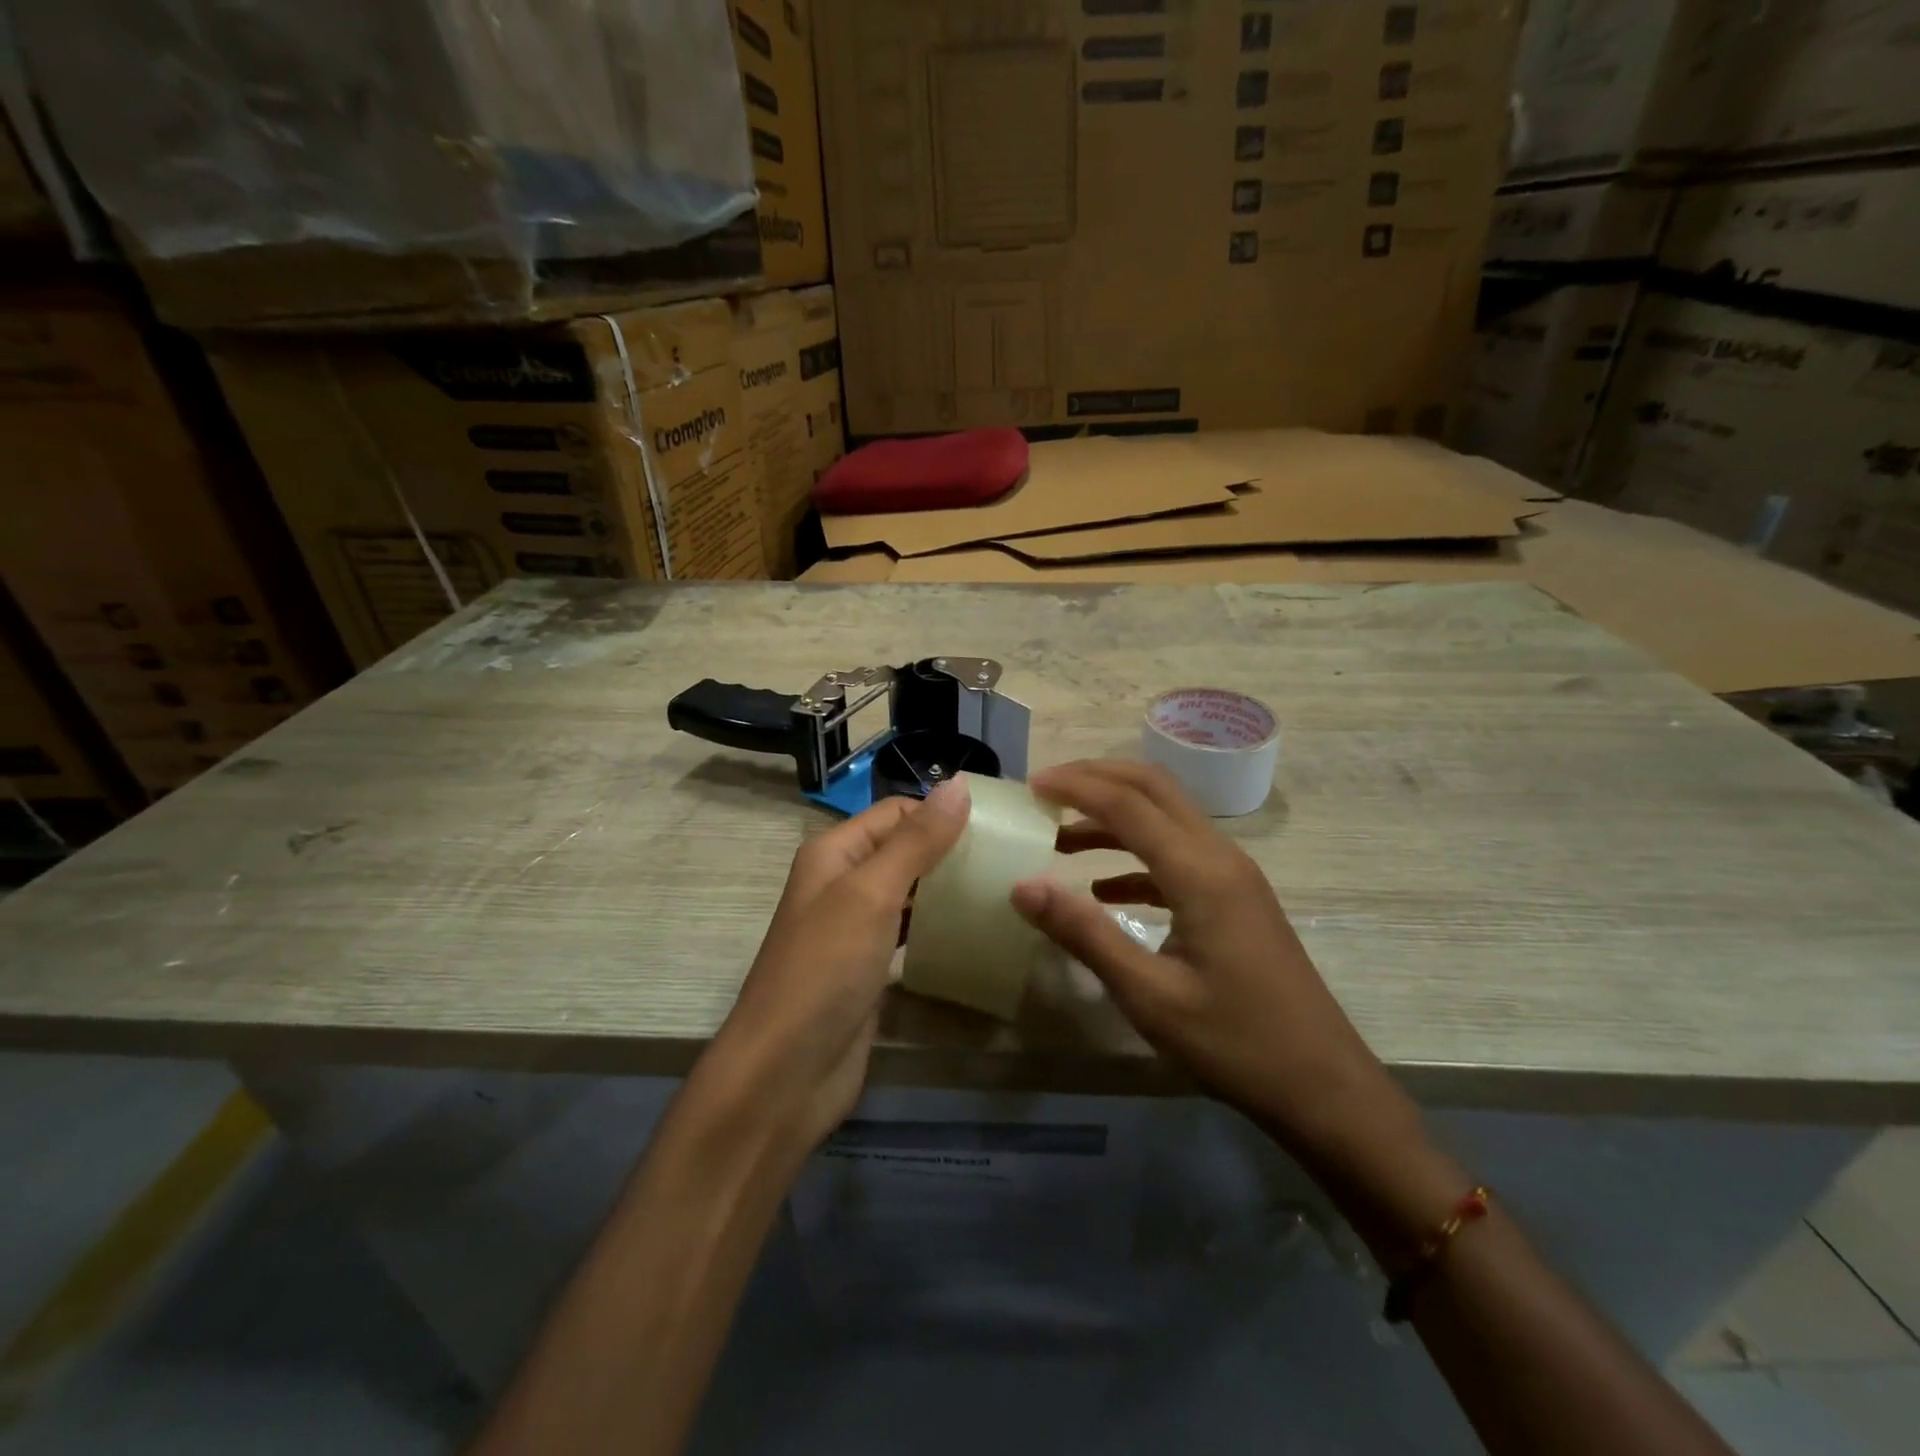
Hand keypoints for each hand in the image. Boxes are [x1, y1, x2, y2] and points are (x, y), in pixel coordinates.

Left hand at [702, 779, 970, 1159]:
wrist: (785, 1073)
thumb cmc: (825, 968)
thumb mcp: (871, 893)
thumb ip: (917, 840)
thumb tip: (959, 784)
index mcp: (834, 852)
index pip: (897, 813)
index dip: (942, 812)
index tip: (1000, 825)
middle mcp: (842, 882)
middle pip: (904, 849)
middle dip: (951, 849)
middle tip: (1010, 857)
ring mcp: (855, 928)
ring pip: (910, 891)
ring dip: (947, 887)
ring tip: (1003, 887)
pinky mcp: (869, 967)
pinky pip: (909, 932)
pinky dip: (937, 926)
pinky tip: (974, 930)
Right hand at [1010, 760, 1407, 1155]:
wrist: (1323, 1086)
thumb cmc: (1235, 1043)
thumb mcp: (1149, 995)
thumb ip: (1084, 933)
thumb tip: (1022, 886)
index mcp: (1200, 872)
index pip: (1127, 804)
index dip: (1075, 787)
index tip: (1030, 786)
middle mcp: (1220, 856)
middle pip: (1153, 788)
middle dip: (1097, 778)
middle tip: (1045, 791)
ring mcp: (1233, 876)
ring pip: (1167, 817)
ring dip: (1114, 817)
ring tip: (1061, 840)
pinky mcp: (1235, 899)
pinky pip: (1178, 855)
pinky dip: (1135, 856)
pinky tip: (1104, 890)